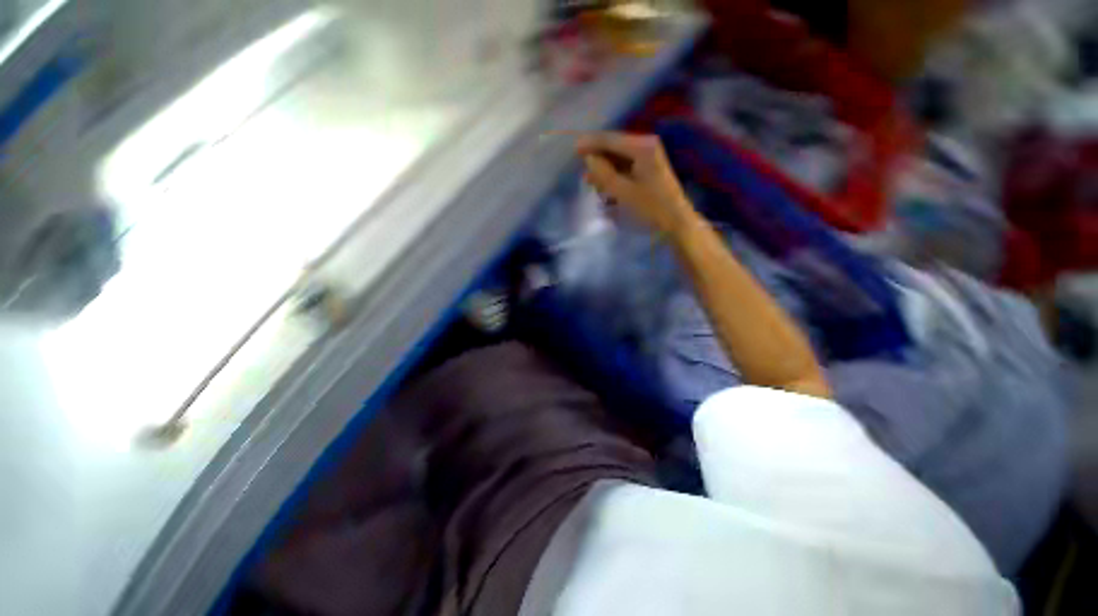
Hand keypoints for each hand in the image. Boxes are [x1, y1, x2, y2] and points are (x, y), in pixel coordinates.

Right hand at [578, 132, 693, 235]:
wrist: (676, 221)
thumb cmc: (650, 207)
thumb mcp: (623, 192)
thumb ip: (603, 173)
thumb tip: (589, 158)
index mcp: (642, 147)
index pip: (611, 140)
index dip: (591, 143)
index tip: (574, 149)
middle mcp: (646, 145)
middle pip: (614, 147)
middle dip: (598, 159)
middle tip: (583, 172)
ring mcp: (649, 156)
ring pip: (619, 158)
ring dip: (604, 169)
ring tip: (591, 183)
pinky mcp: (649, 168)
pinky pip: (626, 166)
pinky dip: (614, 174)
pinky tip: (605, 186)